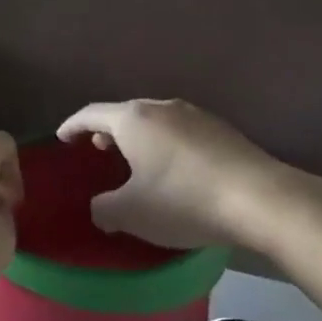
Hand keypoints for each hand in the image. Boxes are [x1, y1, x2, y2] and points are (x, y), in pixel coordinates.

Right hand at [56, 100, 296, 250]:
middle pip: (126, 114)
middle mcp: (163, 107)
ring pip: (156, 121)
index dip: (73, 125)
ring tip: (136, 161)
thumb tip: (101, 207)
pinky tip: (174, 170)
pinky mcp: (222, 130)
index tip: (62, 137)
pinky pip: (181, 132)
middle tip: (98, 150)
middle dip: (108, 131)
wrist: (258, 198)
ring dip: (140, 139)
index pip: (92, 114)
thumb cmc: (183, 200)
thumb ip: (105, 209)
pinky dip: (166, 145)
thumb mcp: (132, 213)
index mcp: (134, 119)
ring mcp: (196, 115)